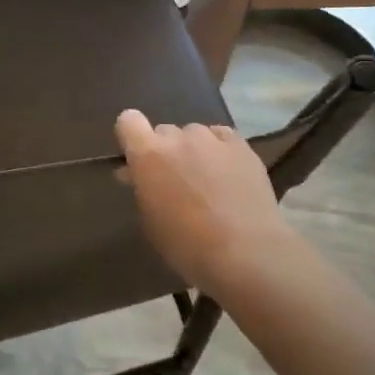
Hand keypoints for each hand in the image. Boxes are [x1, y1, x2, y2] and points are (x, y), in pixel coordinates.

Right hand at [114, 110, 295, 294]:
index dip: (131, 136)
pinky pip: (221, 137)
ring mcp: (212, 138)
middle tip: (175, 180)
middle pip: (164, 131)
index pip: (128, 121)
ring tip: (207, 179)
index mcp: (148, 155)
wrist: (246, 254)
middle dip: (165, 151)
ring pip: (194, 134)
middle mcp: (178, 137)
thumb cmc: (188, 246)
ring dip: (193, 150)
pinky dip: (219, 150)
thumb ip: (141, 188)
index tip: (137, 158)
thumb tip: (134, 172)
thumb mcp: (151, 221)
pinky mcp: (241, 145)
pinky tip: (228, 173)